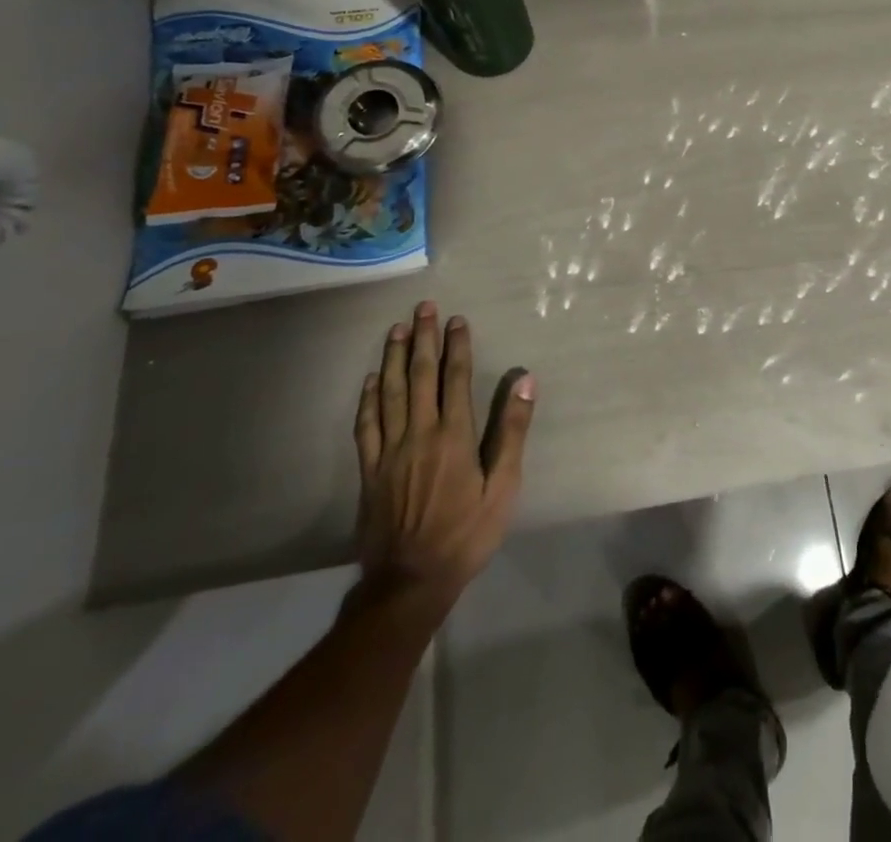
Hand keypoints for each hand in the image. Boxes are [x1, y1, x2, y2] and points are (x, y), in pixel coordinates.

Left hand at [352, 301, 535, 621]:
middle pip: (419, 376)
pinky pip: (366, 425)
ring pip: (389, 393)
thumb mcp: (503, 488)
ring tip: (396, 329)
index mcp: (453, 436)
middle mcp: (419, 434)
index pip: (455, 378)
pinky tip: (370, 380)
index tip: (457, 319)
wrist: (409, 582)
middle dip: (423, 339)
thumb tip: (524, 381)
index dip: (457, 346)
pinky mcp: (369, 470)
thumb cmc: (466, 534)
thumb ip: (511, 431)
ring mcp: (389, 451)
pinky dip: (367, 398)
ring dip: (392, 358)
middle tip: (423, 308)